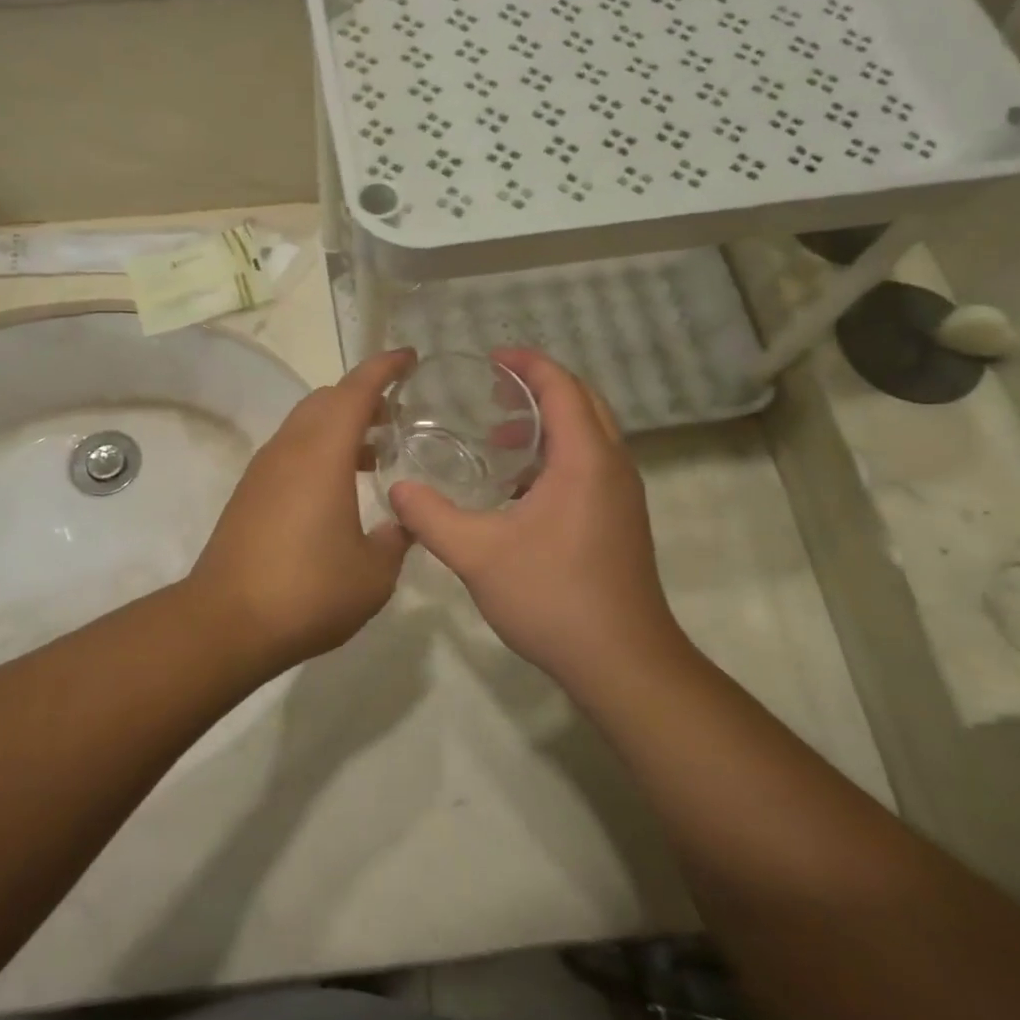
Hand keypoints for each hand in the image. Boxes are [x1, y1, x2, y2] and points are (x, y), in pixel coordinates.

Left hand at [189, 349, 413, 668]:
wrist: (226, 621)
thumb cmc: (308, 591)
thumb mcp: (373, 573)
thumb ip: (395, 540)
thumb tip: (402, 524)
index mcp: (322, 453)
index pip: (356, 390)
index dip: (385, 368)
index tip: (409, 358)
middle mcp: (289, 449)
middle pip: (326, 399)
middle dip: (363, 396)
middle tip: (396, 413)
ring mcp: (264, 469)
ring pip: (305, 424)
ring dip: (340, 425)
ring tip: (375, 453)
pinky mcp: (249, 492)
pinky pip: (291, 451)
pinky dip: (319, 450)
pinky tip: (338, 489)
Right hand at [387, 350, 687, 689]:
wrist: (622, 661)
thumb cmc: (553, 597)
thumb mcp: (478, 554)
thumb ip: (432, 518)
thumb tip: (397, 491)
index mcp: (585, 459)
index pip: (562, 387)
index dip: (528, 364)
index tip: (491, 358)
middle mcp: (612, 466)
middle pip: (582, 401)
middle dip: (539, 387)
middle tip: (493, 391)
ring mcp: (622, 495)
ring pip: (590, 434)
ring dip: (550, 423)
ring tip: (500, 437)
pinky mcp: (621, 520)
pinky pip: (592, 464)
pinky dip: (558, 454)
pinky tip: (519, 488)